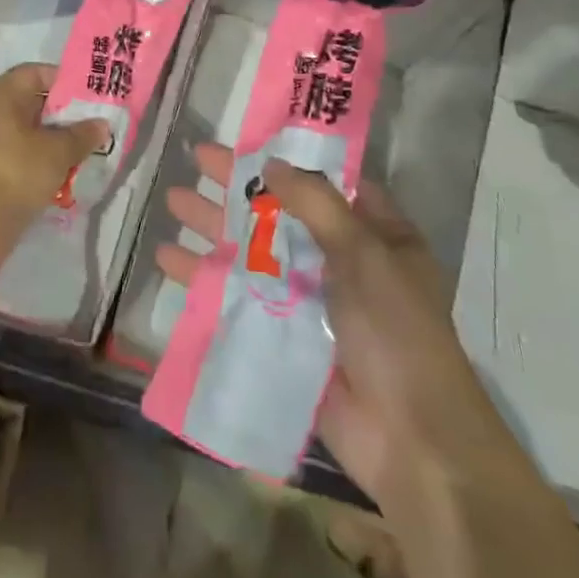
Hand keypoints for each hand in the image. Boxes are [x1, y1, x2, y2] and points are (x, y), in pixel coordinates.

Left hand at [0, 63, 109, 257]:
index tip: (88, 99)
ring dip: (44, 141)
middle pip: (26, 101)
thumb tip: (100, 124)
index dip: (64, 81)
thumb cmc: (15, 176)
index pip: (35, 72)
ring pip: (17, 130)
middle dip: (58, 115)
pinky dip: (27, 159)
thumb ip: (82, 135)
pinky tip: (48, 177)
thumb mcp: (57, 154)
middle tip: (86, 129)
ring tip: (72, 156)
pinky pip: (6, 152)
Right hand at [160, 146, 519, 509]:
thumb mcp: (365, 252)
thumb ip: (316, 202)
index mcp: (374, 235)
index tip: (249, 139)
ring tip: (172, 201)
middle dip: (237, 188)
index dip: (289, 161)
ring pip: (251, 251)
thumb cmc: (396, 329)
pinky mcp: (281, 335)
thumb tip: (272, 162)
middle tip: (196, 159)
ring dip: (213, 227)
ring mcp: (307, 299)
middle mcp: (339, 261)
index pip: (326, 183)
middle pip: (279, 212)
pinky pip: (238, 296)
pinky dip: (205, 277)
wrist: (408, 438)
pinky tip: (169, 260)